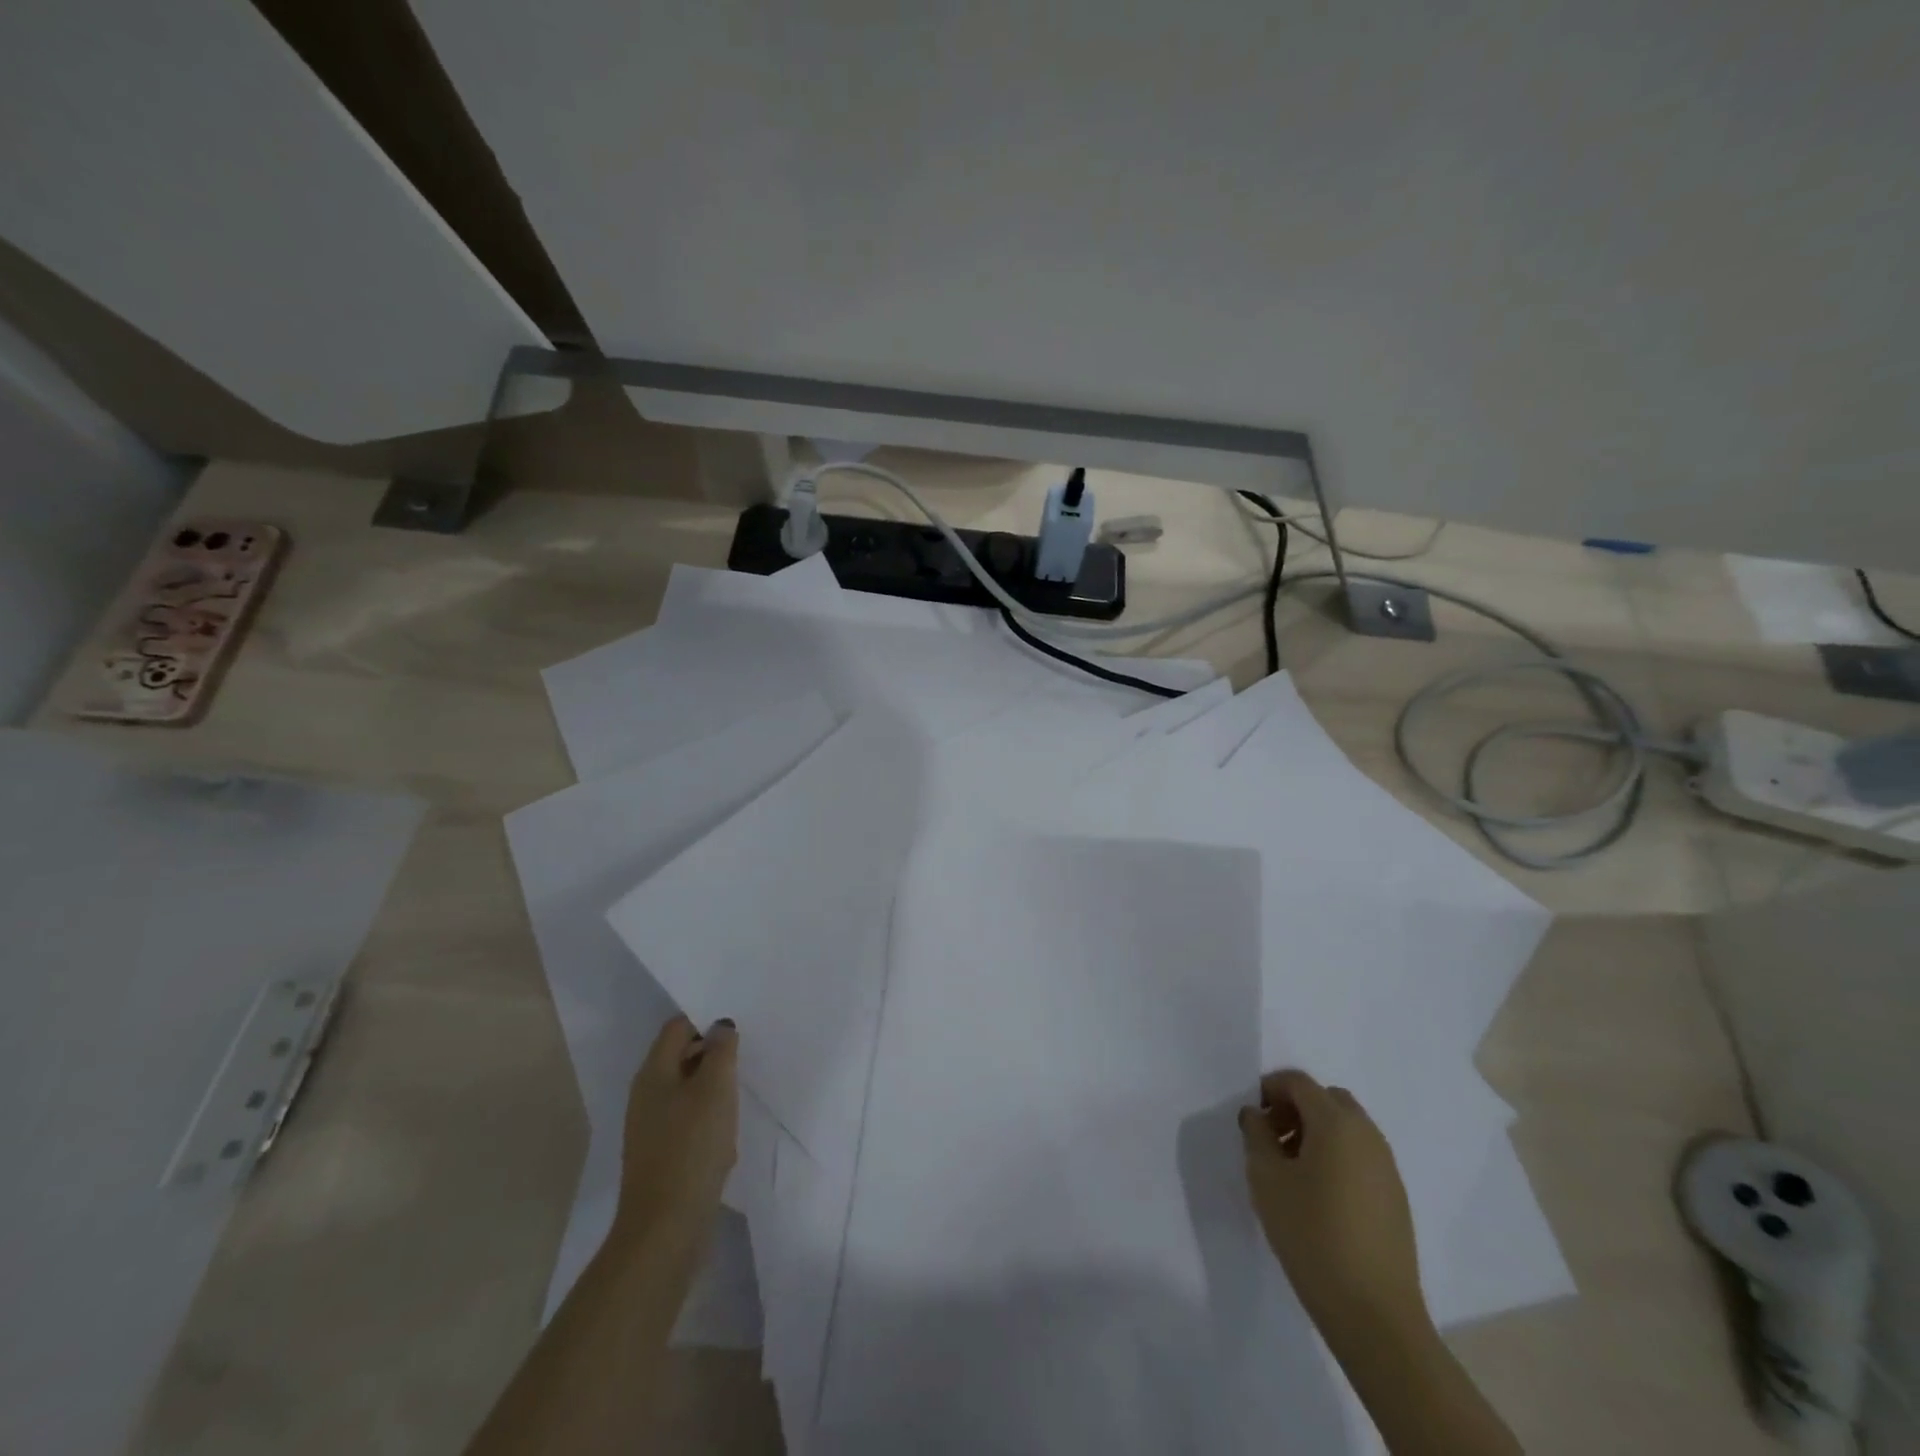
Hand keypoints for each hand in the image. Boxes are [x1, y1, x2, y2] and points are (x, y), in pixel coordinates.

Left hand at [614, 1016, 738, 1242]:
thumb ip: (721, 1050)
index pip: (677, 1027)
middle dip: (713, 1053)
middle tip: (746, 1055)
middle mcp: (646, 1095)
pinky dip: (708, 1117)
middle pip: (681, 1056)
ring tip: (742, 1091)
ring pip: (687, 1090)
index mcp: (653, 1073)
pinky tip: (728, 1131)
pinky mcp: (661, 1154)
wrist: (666, 1227)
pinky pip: (687, 1120)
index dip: (706, 1019)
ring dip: (713, 1087)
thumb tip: (720, 1025)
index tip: (737, 1025)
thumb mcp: (716, 1089)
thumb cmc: (692, 1147)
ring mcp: (651, 1127)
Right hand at [1239, 1069, 1426, 1341]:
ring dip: (1317, 1132)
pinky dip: (1337, 1156)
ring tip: (1292, 1170)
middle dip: (1296, 1107)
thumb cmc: (1311, 1235)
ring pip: (1347, 1127)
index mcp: (1336, 1122)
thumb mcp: (1266, 1179)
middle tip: (1272, 1139)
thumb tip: (1257, 1114)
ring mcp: (1387, 1166)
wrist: (1374, 1313)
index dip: (1270, 1089)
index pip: (1299, 1082)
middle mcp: (1367, 1134)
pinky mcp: (1396, 1197)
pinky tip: (1319, 1195)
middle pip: (1327, 1099)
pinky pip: (1361, 1155)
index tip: (1252, 1117)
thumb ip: (1256, 1135)